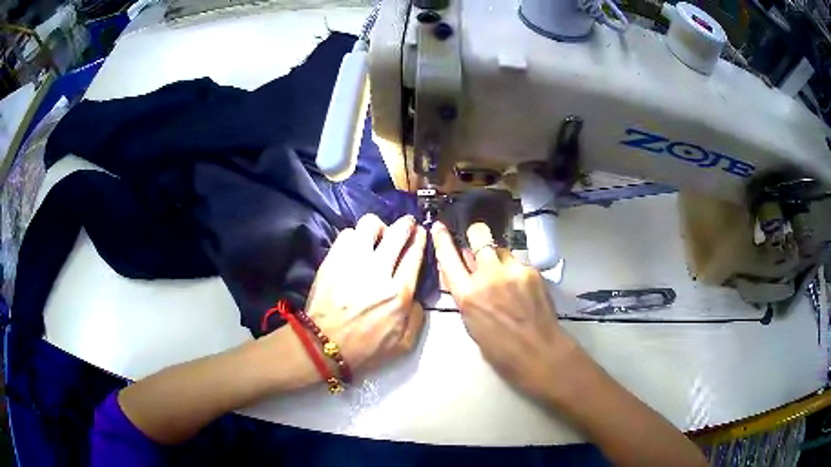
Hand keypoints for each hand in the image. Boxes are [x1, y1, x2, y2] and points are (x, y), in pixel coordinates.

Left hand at [305, 214, 426, 373]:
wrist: (324, 345)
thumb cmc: (365, 348)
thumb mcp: (403, 344)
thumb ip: (417, 317)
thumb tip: (416, 297)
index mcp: (399, 293)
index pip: (414, 254)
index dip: (420, 239)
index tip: (420, 233)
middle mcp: (378, 271)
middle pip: (397, 233)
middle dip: (406, 224)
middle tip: (406, 225)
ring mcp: (353, 262)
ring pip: (370, 225)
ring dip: (378, 228)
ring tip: (377, 237)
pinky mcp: (332, 260)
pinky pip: (347, 234)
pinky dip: (354, 237)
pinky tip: (355, 247)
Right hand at [431, 221, 580, 400]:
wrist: (539, 351)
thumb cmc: (500, 348)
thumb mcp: (472, 323)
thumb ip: (465, 294)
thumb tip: (459, 273)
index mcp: (468, 294)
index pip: (448, 257)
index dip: (442, 239)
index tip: (440, 227)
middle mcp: (488, 276)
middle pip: (479, 234)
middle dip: (476, 236)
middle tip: (479, 244)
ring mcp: (513, 270)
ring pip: (501, 249)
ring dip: (498, 258)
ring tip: (506, 277)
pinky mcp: (532, 270)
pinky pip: (518, 262)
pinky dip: (516, 271)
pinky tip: (523, 288)